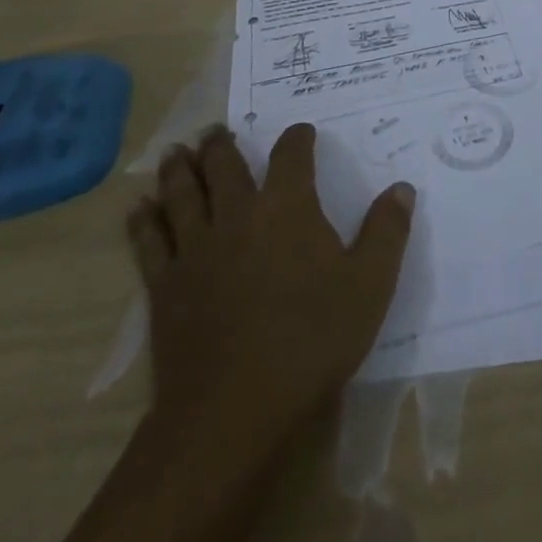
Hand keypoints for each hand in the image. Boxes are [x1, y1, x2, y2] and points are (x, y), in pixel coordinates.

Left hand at [126, 123, 414, 432]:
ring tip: (175, 152)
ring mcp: (195, 248)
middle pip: (224, 165)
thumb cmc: (311, 341)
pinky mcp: (165, 285)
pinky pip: (149, 241)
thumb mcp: (369, 286)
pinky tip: (139, 207)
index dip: (297, 138)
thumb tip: (402, 188)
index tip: (302, 132)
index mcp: (287, 207)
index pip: (291, 155)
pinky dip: (143, 220)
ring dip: (178, 169)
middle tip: (215, 131)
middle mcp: (237, 214)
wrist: (234, 409)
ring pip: (182, 194)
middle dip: (221, 144)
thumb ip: (387, 232)